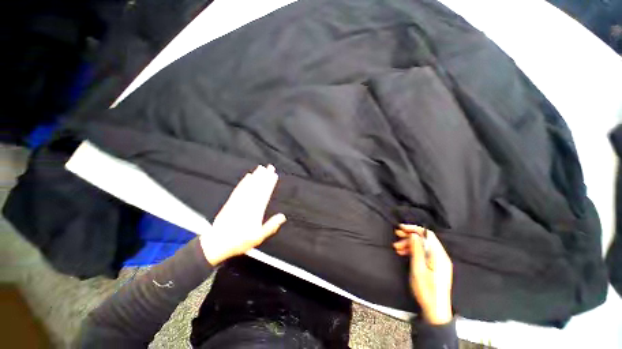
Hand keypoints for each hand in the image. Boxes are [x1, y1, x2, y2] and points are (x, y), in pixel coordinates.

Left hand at [200, 165, 286, 264]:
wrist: (216, 243)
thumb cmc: (240, 242)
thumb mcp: (258, 237)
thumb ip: (271, 226)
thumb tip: (283, 216)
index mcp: (256, 211)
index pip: (265, 193)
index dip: (270, 184)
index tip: (274, 175)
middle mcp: (248, 203)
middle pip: (258, 187)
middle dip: (265, 176)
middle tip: (270, 167)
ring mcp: (238, 201)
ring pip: (249, 186)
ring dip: (256, 176)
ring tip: (261, 168)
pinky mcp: (230, 202)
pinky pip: (239, 189)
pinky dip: (243, 182)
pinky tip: (247, 176)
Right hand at [393, 224, 452, 324]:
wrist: (435, 310)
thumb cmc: (426, 289)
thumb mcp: (418, 269)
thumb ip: (417, 250)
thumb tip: (413, 234)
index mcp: (438, 255)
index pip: (427, 234)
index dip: (413, 229)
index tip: (400, 228)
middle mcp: (441, 256)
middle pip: (425, 239)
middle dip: (409, 236)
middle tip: (396, 235)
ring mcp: (439, 261)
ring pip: (423, 246)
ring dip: (409, 244)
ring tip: (397, 248)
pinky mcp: (435, 266)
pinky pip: (424, 253)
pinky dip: (413, 251)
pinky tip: (403, 253)